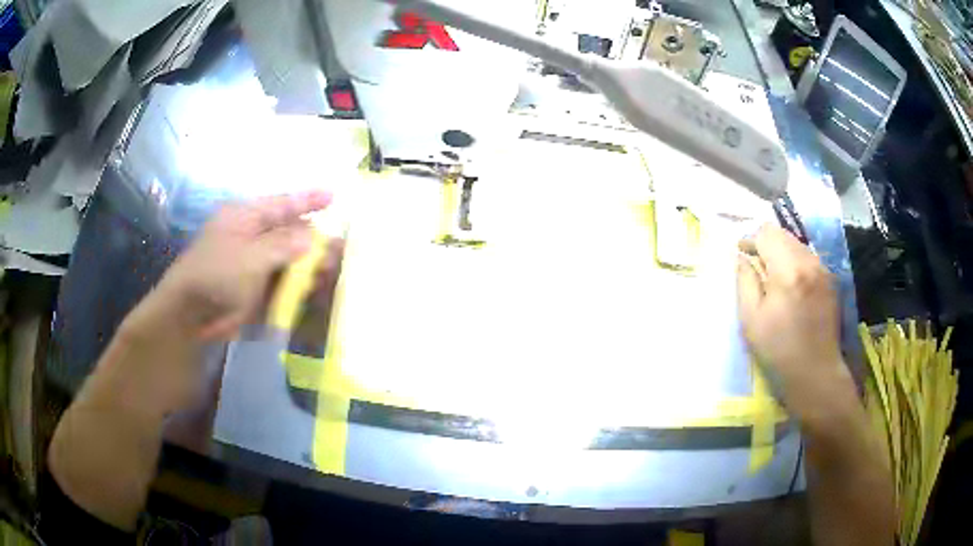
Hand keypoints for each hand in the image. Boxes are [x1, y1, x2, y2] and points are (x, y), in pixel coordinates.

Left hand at [126, 191, 333, 342]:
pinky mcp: (256, 288)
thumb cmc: (216, 275)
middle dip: (314, 239)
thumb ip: (283, 245)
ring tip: (334, 270)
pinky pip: (283, 282)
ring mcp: (254, 264)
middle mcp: (251, 236)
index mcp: (245, 217)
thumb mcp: (250, 256)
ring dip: (310, 265)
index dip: (308, 200)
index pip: (282, 203)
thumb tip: (312, 237)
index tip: (333, 197)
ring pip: (289, 259)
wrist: (191, 317)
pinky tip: (316, 289)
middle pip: (289, 232)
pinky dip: (299, 285)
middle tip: (341, 246)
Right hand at [736, 224, 853, 422]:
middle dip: (766, 243)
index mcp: (788, 271)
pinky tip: (791, 286)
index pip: (767, 233)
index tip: (742, 253)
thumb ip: (745, 281)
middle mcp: (809, 262)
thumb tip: (742, 258)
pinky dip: (796, 263)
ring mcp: (823, 270)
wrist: (815, 373)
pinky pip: (809, 258)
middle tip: (755, 264)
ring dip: (782, 252)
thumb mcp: (751, 319)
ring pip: (797, 244)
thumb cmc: (778, 351)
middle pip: (783, 234)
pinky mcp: (830, 280)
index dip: (751, 239)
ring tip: (773, 276)